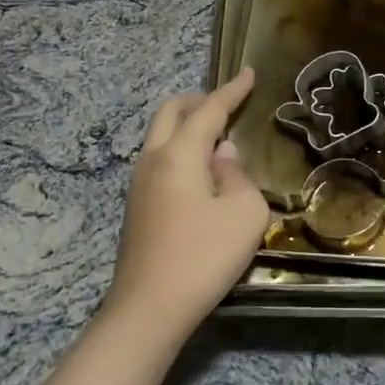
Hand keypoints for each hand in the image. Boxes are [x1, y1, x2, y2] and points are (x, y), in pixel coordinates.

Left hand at [107, 68, 269, 339]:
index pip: (209, 110)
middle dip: (199, 101)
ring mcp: (138, 185)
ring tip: (218, 140)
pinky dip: (181, 151)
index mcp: (178, 154)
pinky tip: (201, 175)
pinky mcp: (136, 209)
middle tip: (227, 104)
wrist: (148, 311)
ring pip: (160, 137)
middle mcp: (152, 160)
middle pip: (170, 113)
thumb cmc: (203, 256)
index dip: (232, 90)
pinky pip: (160, 161)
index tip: (248, 73)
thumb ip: (238, 175)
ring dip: (187, 127)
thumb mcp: (244, 212)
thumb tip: (222, 156)